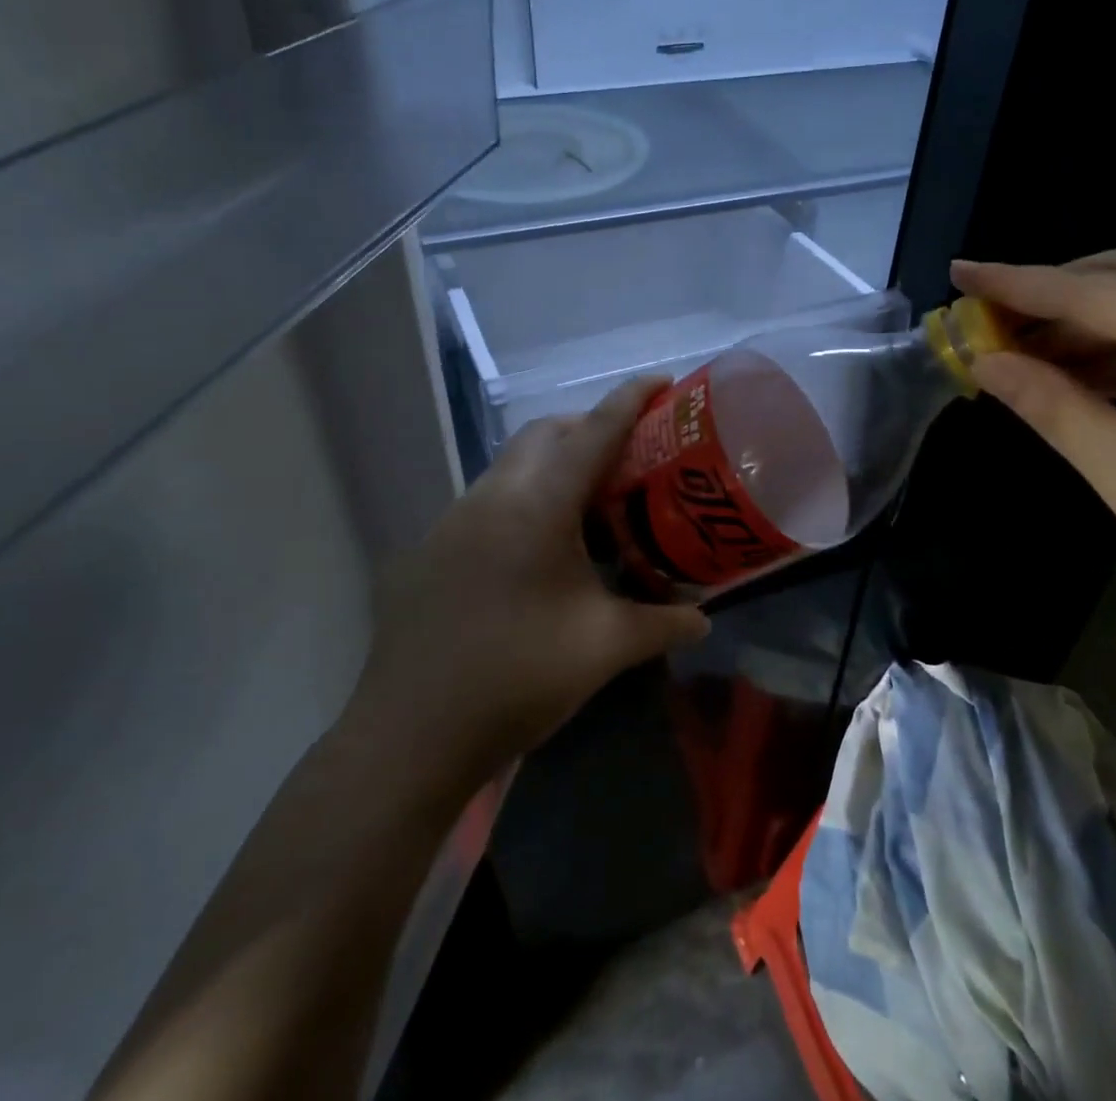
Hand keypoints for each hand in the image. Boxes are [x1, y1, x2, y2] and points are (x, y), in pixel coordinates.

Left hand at [346, 379, 709, 788]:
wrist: (411, 734)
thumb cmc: (517, 678)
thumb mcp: (603, 648)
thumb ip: (660, 624)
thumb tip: (704, 619)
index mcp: (537, 506)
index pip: (594, 432)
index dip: (630, 400)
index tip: (661, 381)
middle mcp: (491, 496)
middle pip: (545, 434)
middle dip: (589, 428)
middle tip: (629, 456)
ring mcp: (453, 520)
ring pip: (511, 465)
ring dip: (552, 466)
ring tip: (590, 506)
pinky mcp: (431, 549)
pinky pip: (487, 501)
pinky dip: (523, 500)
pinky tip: (538, 553)